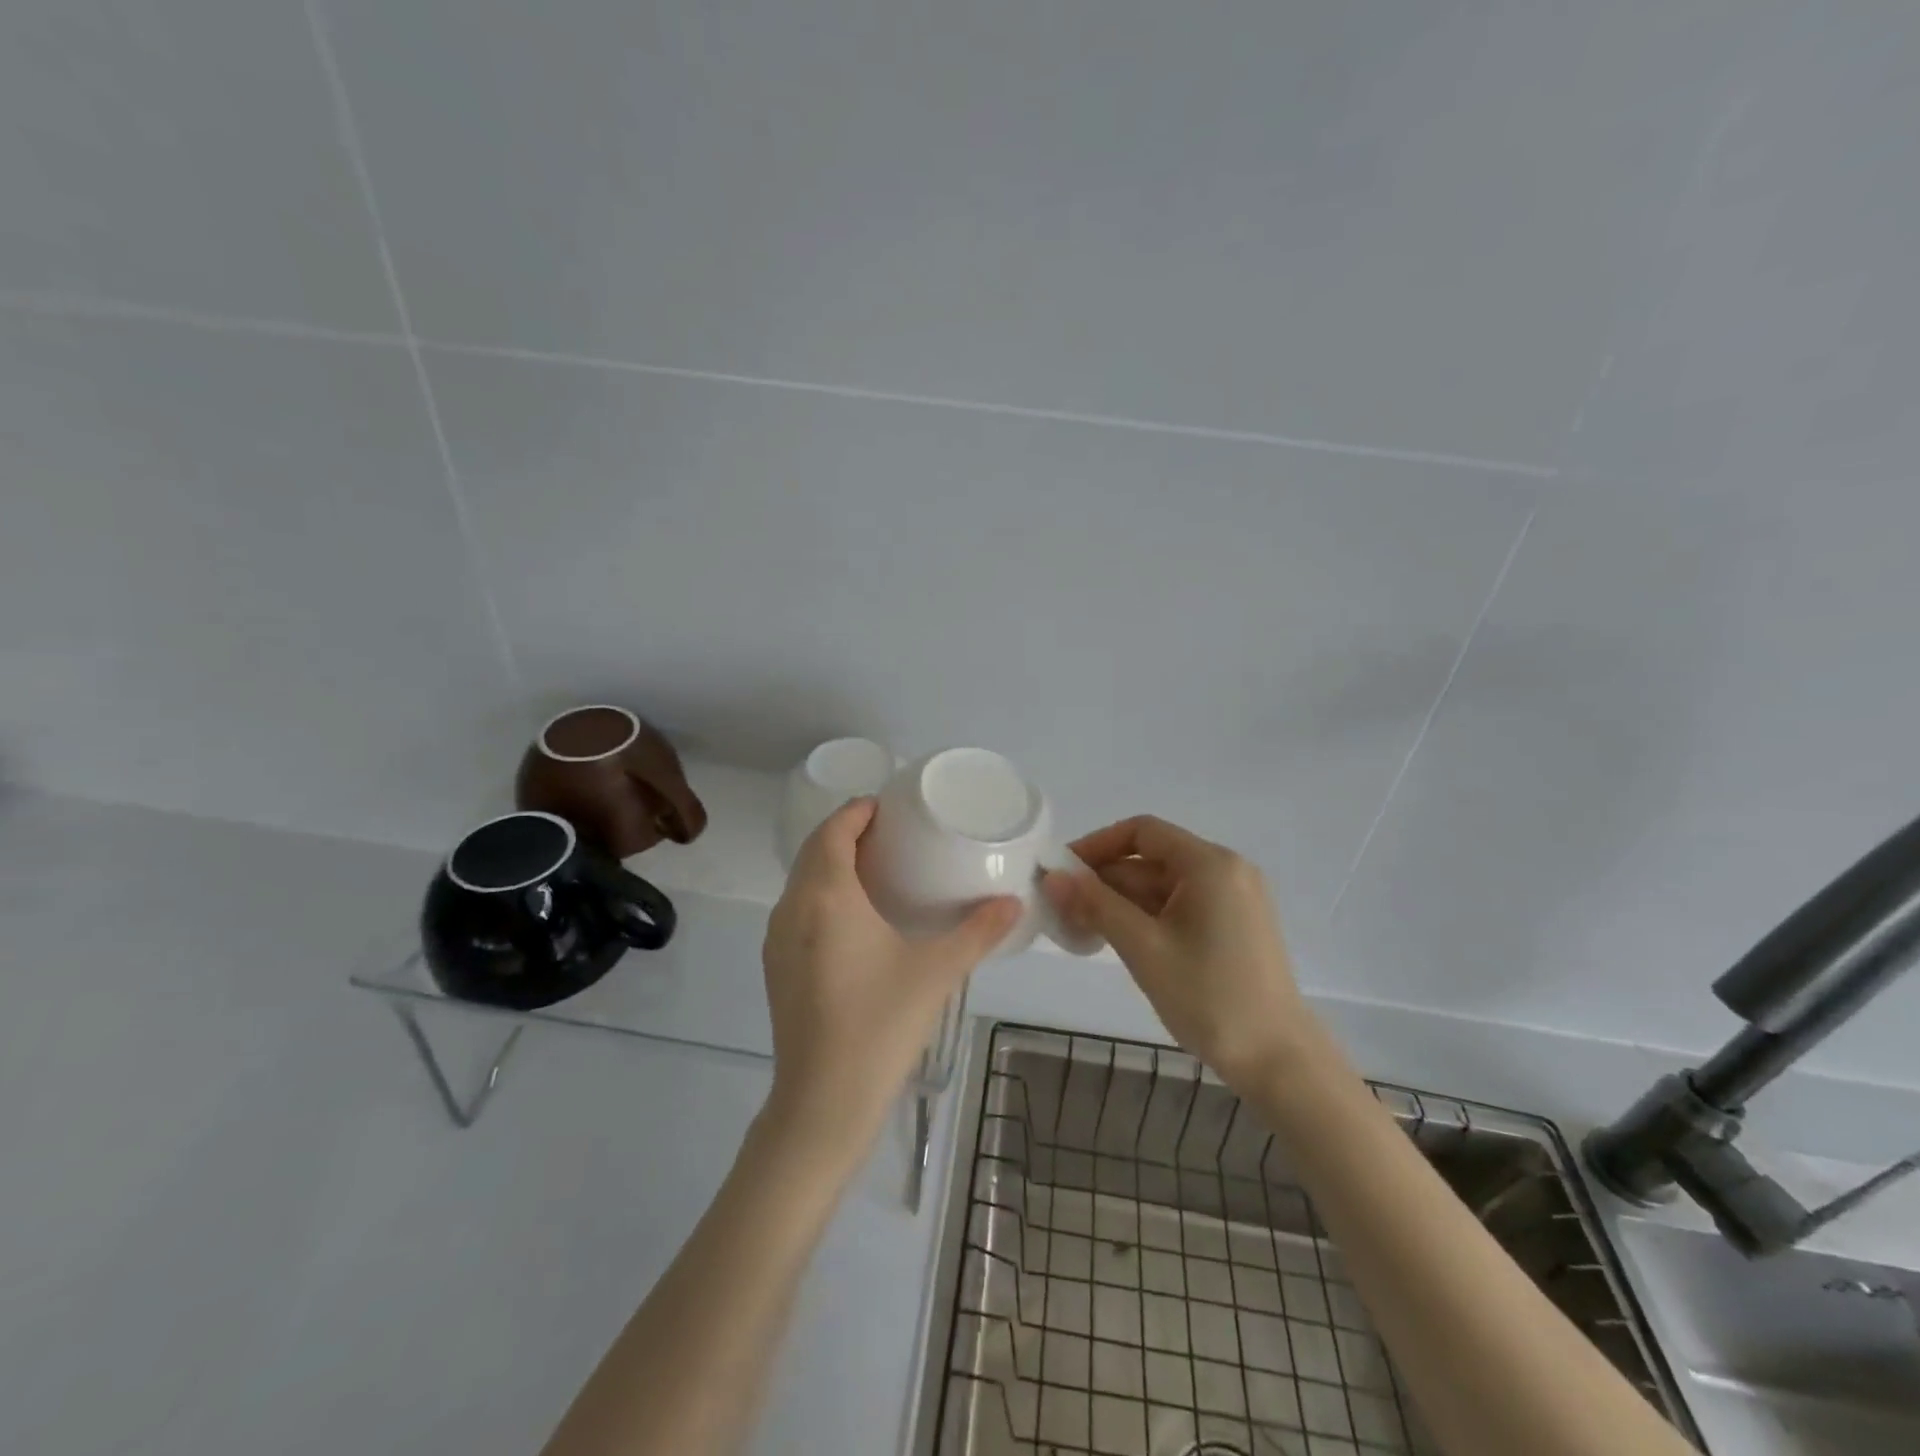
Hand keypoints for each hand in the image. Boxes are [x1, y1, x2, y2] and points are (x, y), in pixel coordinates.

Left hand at [760, 798, 1020, 1162]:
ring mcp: (778, 939)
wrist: (822, 1102)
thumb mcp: (936, 972)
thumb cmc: (880, 1024)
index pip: (834, 830)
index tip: (888, 806)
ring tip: (875, 868)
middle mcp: (793, 908)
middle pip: (814, 850)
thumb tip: (1014, 902)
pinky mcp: (776, 967)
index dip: (857, 811)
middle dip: (846, 832)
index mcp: (826, 895)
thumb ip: (978, 932)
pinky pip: (797, 909)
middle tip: (890, 833)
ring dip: (831, 863)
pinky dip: (821, 893)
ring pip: (802, 881)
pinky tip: (853, 917)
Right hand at [1042, 815, 1315, 1087]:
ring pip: (1164, 885)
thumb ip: (1095, 905)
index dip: (1097, 845)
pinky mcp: (1235, 925)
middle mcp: (1226, 870)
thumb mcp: (1143, 947)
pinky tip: (1120, 940)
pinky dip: (1148, 916)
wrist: (1278, 1061)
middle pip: (1152, 859)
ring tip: (1083, 929)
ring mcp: (1234, 898)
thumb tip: (1052, 876)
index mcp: (1210, 864)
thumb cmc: (1209, 997)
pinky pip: (1181, 905)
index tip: (1063, 872)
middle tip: (1064, 909)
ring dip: (1122, 902)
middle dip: (1106, 880)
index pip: (1142, 831)